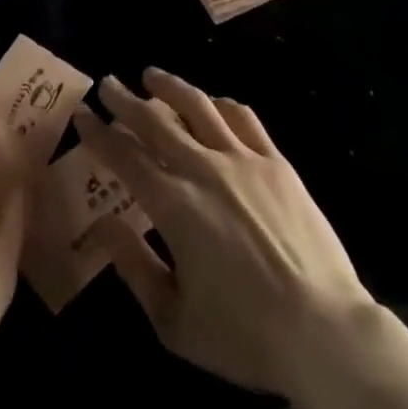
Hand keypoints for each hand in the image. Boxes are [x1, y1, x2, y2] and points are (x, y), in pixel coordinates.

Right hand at [75, 69, 379, 399]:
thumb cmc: (244, 334)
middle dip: (126, 100)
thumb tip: (102, 224)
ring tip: (152, 74)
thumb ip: (134, 266)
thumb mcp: (174, 320)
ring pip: (199, 106)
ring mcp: (243, 159)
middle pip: (156, 121)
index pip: (125, 155)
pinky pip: (243, 117)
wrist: (324, 330)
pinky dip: (220, 104)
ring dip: (171, 86)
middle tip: (108, 82)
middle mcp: (203, 168)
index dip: (100, 133)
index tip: (83, 114)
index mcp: (173, 204)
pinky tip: (212, 102)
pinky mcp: (276, 161)